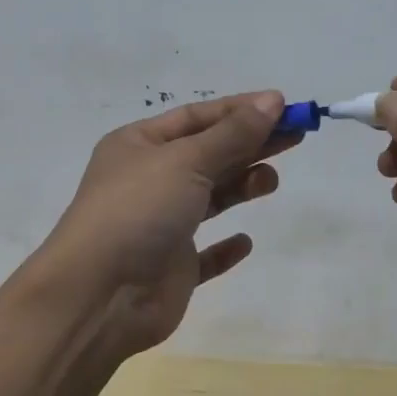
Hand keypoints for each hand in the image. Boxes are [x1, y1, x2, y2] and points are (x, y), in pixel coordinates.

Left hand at [40, 91, 292, 356]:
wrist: (100, 295)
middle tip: (296, 137)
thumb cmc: (139, 211)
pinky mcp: (171, 268)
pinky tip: (244, 242)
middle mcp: (148, 181)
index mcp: (139, 145)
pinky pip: (204, 254)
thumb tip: (272, 100)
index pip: (196, 117)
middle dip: (249, 144)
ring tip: (270, 180)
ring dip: (240, 186)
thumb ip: (233, 134)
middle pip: (207, 154)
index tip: (283, 107)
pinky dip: (224, 248)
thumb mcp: (186, 161)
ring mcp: (159, 226)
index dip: (240, 110)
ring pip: (209, 199)